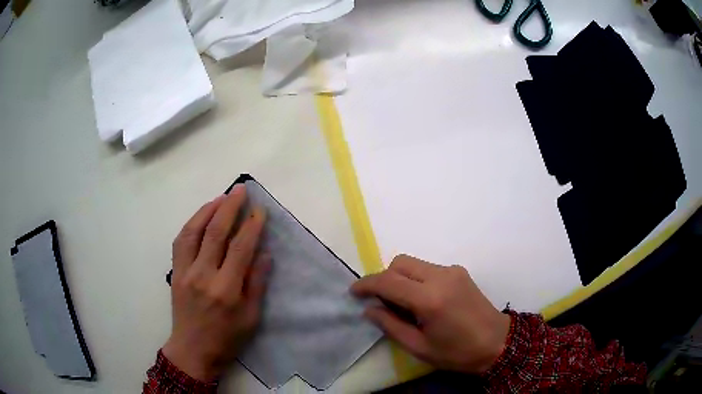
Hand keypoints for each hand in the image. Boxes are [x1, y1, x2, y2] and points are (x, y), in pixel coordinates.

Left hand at [163, 185, 269, 381]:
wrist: (193, 350)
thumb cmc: (227, 338)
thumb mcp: (250, 317)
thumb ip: (257, 284)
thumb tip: (265, 253)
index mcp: (226, 290)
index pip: (240, 248)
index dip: (252, 226)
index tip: (260, 210)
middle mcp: (203, 275)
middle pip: (216, 232)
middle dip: (230, 207)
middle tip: (241, 190)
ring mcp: (185, 272)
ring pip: (194, 231)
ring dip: (208, 210)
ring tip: (222, 197)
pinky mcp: (175, 272)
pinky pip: (181, 240)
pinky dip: (192, 223)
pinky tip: (201, 216)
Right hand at [351, 255, 509, 373]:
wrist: (497, 343)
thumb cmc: (457, 352)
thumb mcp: (419, 347)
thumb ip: (390, 325)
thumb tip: (370, 309)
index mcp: (430, 299)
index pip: (388, 281)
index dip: (367, 284)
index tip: (354, 292)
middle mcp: (441, 276)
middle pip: (399, 263)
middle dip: (384, 278)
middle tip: (382, 302)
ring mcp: (452, 271)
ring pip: (413, 263)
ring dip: (400, 278)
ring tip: (403, 303)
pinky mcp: (459, 271)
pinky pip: (428, 268)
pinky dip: (416, 279)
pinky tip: (423, 300)